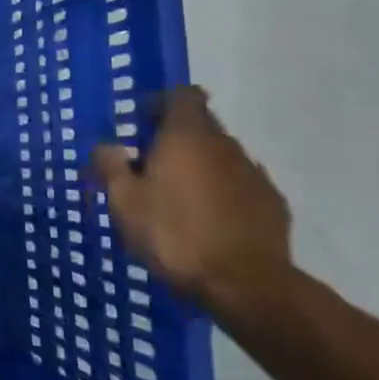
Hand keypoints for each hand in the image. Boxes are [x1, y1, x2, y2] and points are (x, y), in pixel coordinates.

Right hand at [88, 87, 292, 311]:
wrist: (245, 284)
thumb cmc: (174, 234)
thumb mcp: (123, 201)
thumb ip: (110, 165)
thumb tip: (106, 146)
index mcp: (187, 135)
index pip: (182, 94)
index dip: (160, 103)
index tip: (140, 125)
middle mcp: (225, 144)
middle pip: (199, 126)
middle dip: (173, 141)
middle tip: (147, 170)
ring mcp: (253, 173)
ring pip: (218, 158)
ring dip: (197, 169)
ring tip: (175, 202)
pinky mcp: (272, 204)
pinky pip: (238, 187)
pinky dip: (220, 195)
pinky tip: (206, 224)